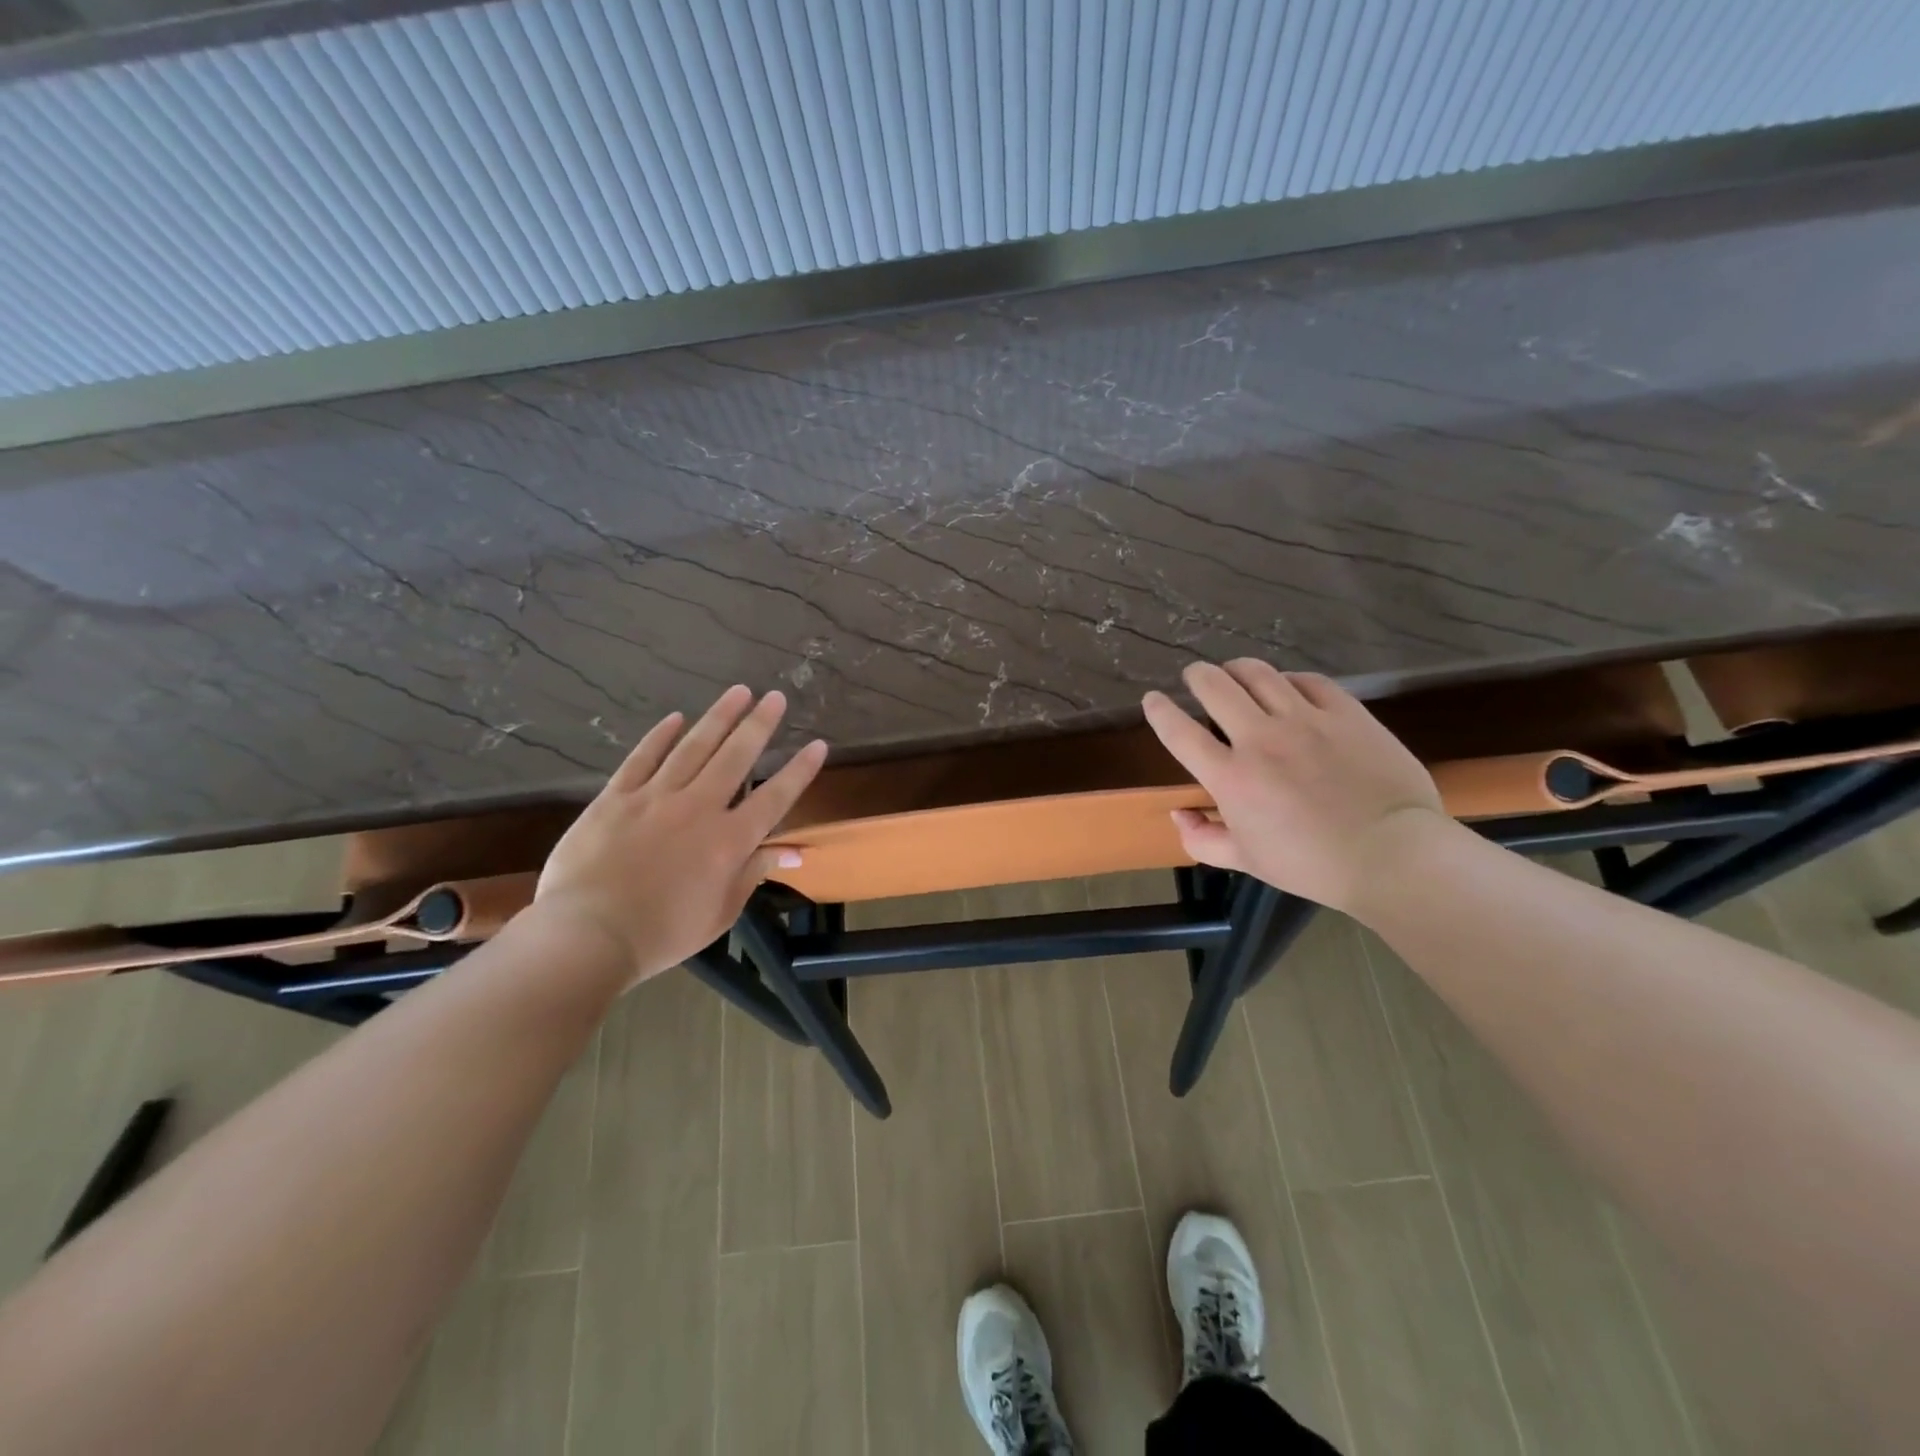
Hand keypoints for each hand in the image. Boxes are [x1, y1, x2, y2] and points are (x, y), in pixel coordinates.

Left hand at [533, 686, 827, 987]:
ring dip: (719, 717)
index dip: (799, 770)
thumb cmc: (663, 934)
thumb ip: (755, 873)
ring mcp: (655, 798)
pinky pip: (643, 758)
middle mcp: (699, 808)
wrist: (588, 935)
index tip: (818, 744)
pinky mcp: (616, 798)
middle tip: (776, 697)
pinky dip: (661, 736)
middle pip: (736, 757)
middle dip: (760, 725)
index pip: (775, 797)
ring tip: (739, 692)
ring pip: (694, 747)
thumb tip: (795, 852)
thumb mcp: (720, 913)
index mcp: (729, 841)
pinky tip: (676, 718)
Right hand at [1142, 660, 1445, 914]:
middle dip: (1197, 676)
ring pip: (1259, 673)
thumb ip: (1202, 838)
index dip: (1158, 710)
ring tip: (1235, 672)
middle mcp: (1260, 738)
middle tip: (1196, 677)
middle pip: (1214, 685)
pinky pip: (1308, 680)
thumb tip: (1180, 814)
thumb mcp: (1246, 861)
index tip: (1152, 700)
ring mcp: (1305, 720)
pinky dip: (1289, 679)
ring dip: (1238, 669)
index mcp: (1231, 776)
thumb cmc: (1311, 865)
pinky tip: (1288, 687)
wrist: (1392, 855)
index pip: (1179, 731)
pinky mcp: (1345, 713)